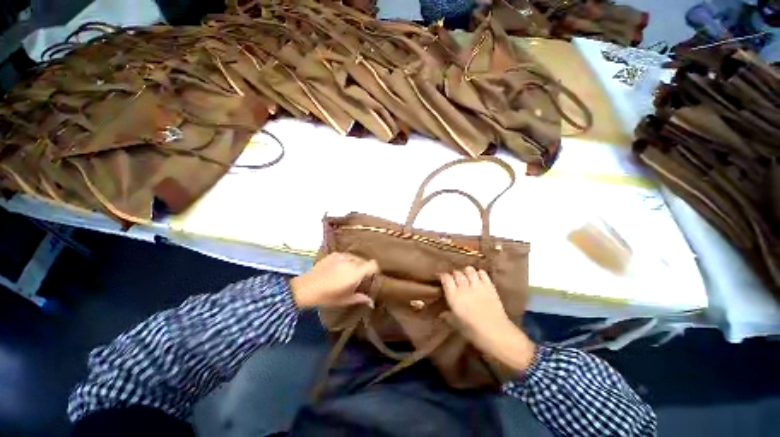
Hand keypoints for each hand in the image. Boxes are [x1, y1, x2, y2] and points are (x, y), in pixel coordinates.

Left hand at [291, 253, 377, 308]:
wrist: (305, 288)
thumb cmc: (327, 296)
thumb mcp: (345, 300)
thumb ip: (361, 298)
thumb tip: (372, 302)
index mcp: (356, 272)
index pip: (373, 264)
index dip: (375, 270)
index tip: (372, 277)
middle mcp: (351, 261)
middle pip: (365, 261)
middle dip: (364, 268)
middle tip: (359, 278)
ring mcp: (342, 256)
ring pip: (356, 257)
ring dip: (355, 264)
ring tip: (348, 273)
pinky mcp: (334, 254)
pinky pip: (346, 256)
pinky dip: (347, 261)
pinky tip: (339, 268)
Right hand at [440, 267, 535, 370]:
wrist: (497, 334)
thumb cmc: (474, 332)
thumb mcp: (457, 326)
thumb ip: (448, 317)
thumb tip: (441, 314)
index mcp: (454, 296)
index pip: (446, 278)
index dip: (443, 276)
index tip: (442, 278)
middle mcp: (464, 287)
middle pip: (457, 273)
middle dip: (454, 274)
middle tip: (454, 279)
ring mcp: (478, 286)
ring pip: (469, 270)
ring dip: (466, 271)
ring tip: (466, 276)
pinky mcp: (490, 287)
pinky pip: (483, 274)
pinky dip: (479, 273)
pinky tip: (478, 277)